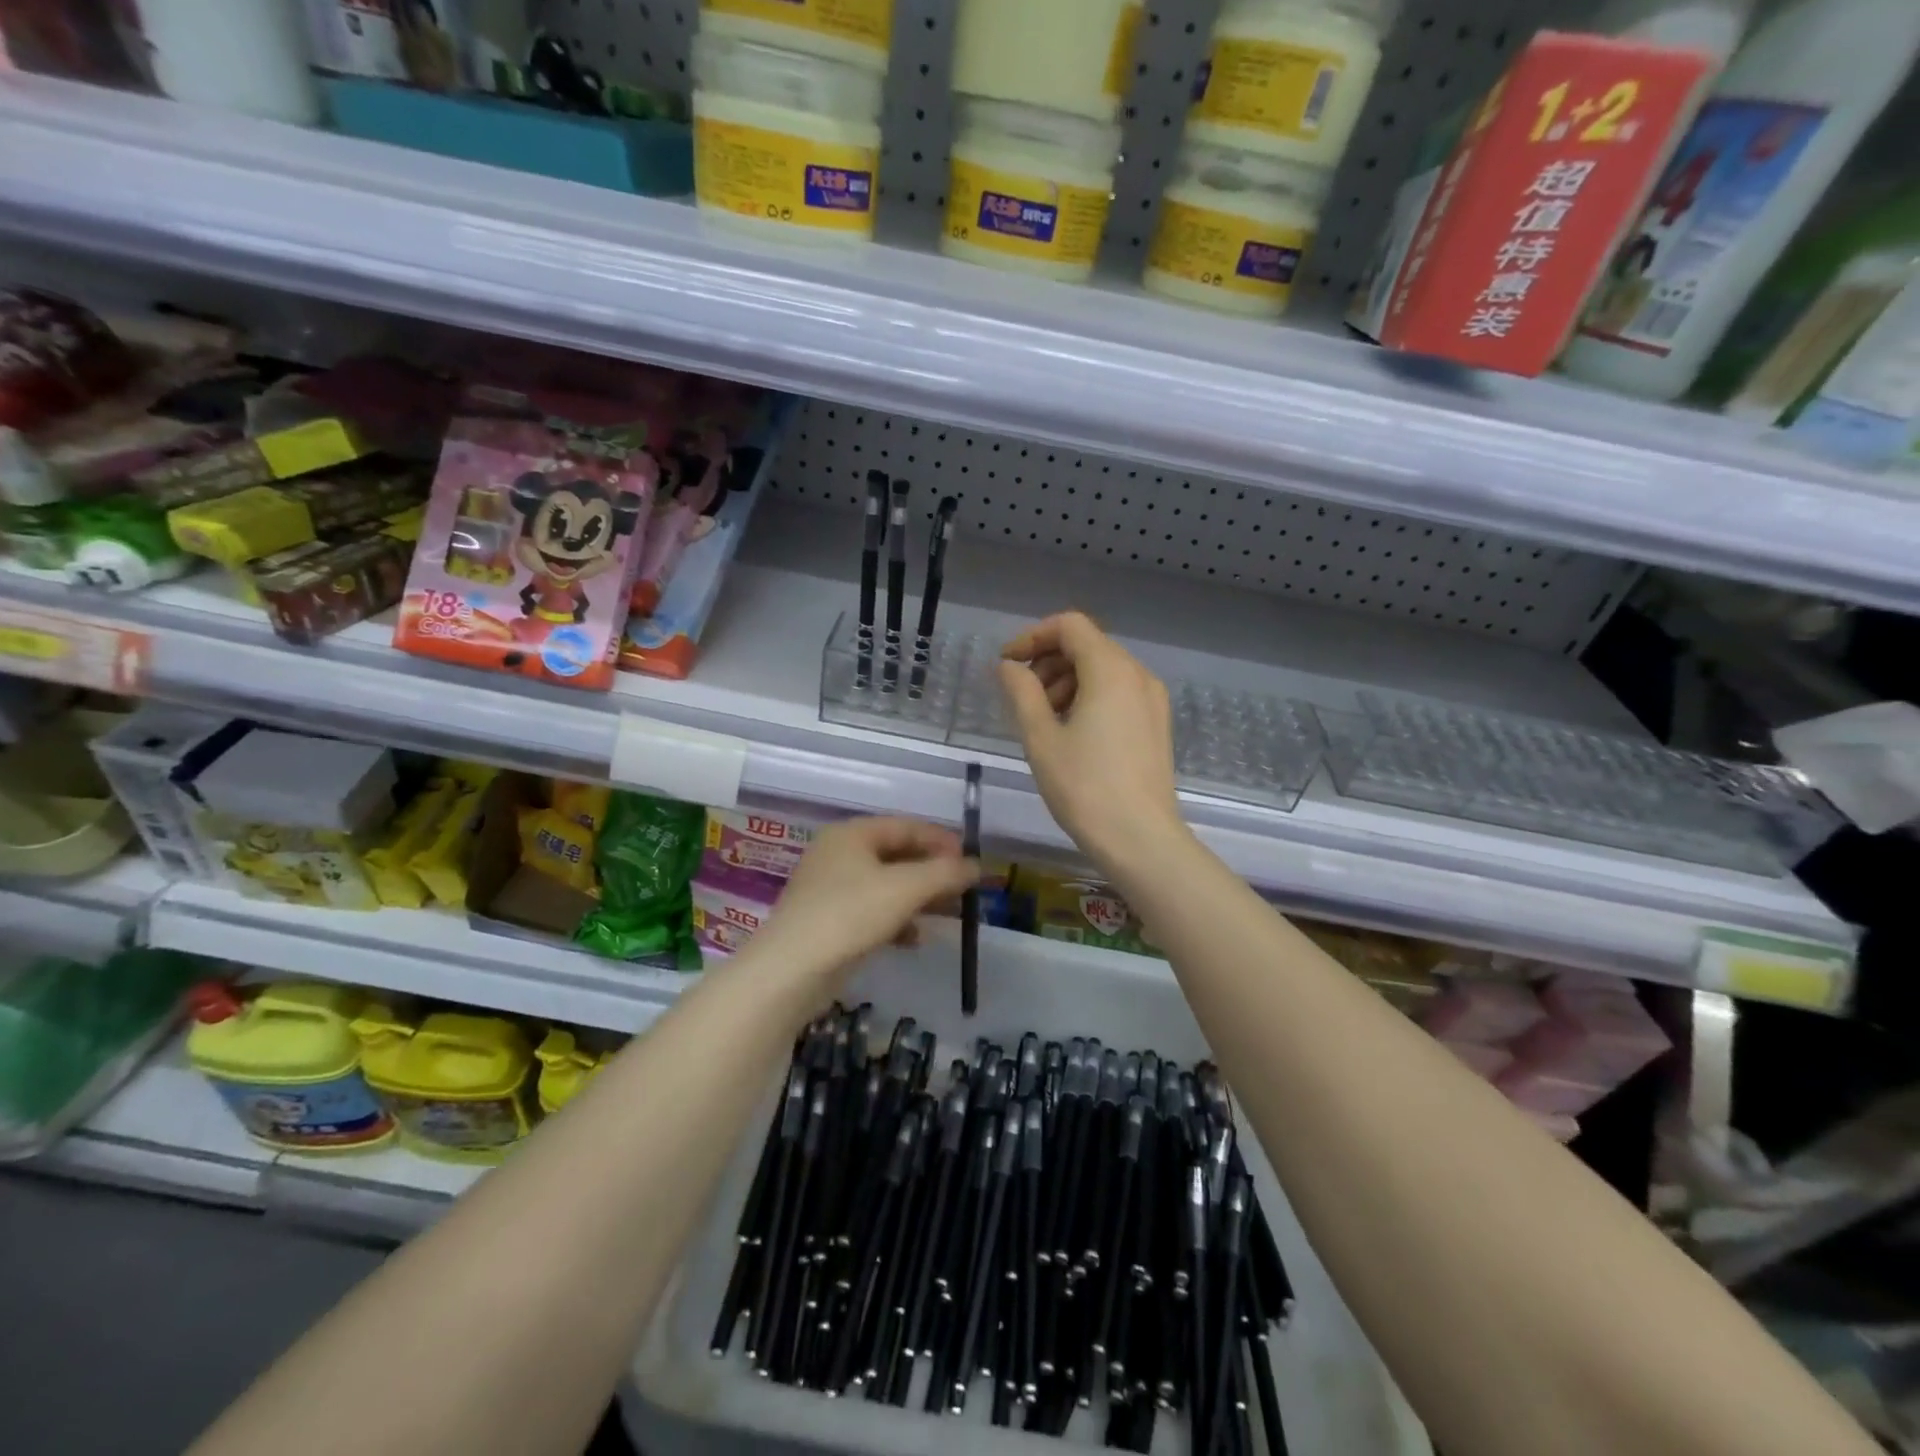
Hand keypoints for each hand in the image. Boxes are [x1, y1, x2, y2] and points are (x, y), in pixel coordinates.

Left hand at [748, 817, 979, 987]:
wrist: (791, 970)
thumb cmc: (850, 914)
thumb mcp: (905, 888)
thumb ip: (945, 873)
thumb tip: (977, 866)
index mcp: (852, 834)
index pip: (906, 826)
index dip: (941, 840)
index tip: (970, 860)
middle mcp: (839, 854)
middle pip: (897, 855)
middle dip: (932, 872)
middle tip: (963, 889)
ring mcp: (830, 888)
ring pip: (886, 885)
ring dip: (918, 898)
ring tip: (947, 914)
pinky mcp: (828, 921)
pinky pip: (872, 911)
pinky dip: (897, 920)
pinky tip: (915, 939)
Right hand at [998, 612, 1186, 869]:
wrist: (1140, 839)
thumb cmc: (1084, 788)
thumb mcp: (1040, 737)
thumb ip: (1021, 691)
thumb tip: (1008, 666)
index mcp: (1111, 670)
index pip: (1069, 626)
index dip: (1032, 637)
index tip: (1007, 664)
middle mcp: (1138, 674)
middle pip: (1087, 645)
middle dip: (1049, 662)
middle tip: (1023, 698)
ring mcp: (1153, 699)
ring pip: (1103, 669)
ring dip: (1067, 681)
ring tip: (1044, 720)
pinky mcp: (1156, 723)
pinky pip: (1119, 692)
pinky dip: (1090, 697)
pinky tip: (1072, 733)